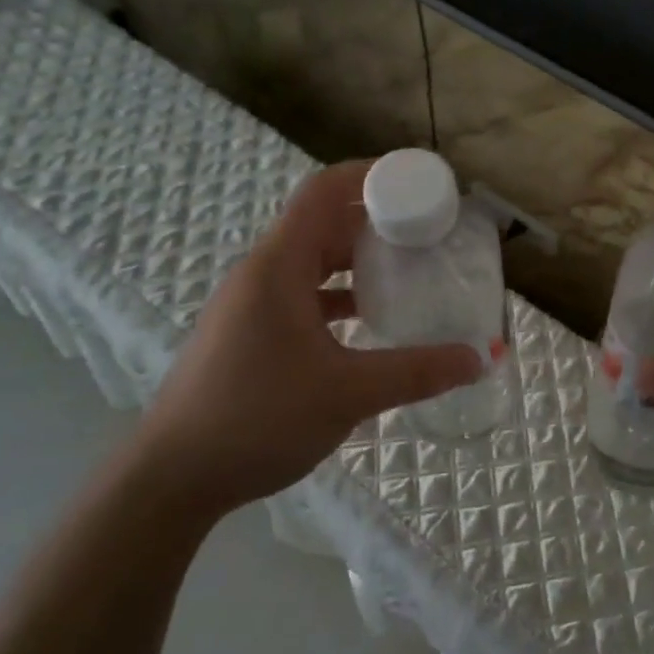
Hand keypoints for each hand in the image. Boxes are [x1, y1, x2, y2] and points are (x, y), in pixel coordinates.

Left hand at [135, 161, 483, 511]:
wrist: (172, 477)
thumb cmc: (258, 418)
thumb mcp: (348, 393)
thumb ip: (418, 372)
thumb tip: (482, 357)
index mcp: (279, 266)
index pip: (325, 191)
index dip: (372, 175)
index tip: (420, 181)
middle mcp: (263, 273)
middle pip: (324, 223)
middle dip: (377, 221)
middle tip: (429, 231)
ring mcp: (252, 303)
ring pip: (314, 261)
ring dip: (359, 261)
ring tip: (410, 270)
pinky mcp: (250, 332)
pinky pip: (303, 293)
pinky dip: (339, 295)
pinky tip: (371, 320)